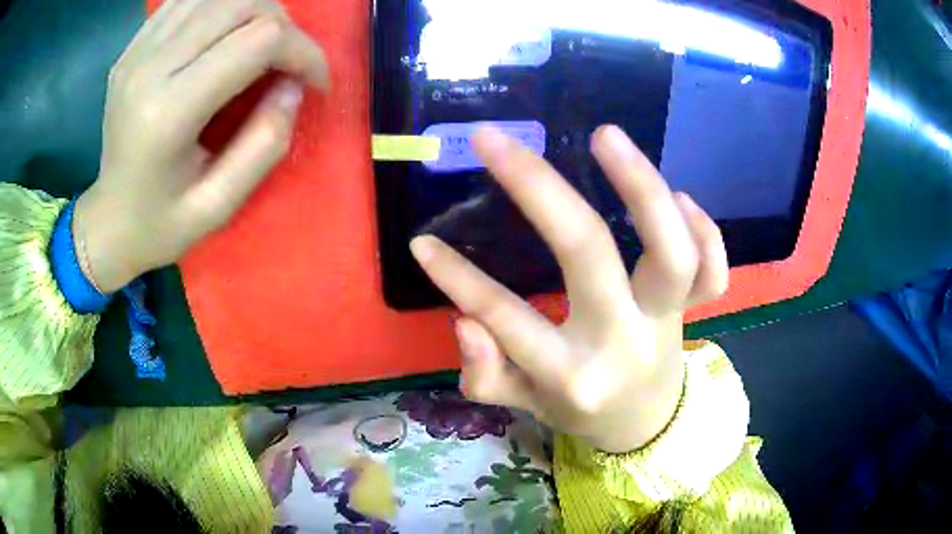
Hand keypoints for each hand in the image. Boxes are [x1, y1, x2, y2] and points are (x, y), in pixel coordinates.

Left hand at [74, 0, 328, 292]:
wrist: (108, 221)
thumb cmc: (160, 224)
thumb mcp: (219, 205)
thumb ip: (265, 144)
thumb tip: (295, 85)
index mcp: (167, 113)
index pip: (258, 41)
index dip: (303, 52)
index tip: (314, 82)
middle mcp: (149, 67)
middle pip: (242, 4)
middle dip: (283, 27)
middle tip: (288, 62)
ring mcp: (137, 51)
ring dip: (255, 11)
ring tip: (261, 45)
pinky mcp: (134, 45)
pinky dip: (221, 7)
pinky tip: (225, 33)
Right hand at [411, 126, 728, 452]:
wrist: (644, 422)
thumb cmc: (579, 409)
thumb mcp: (525, 405)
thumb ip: (488, 374)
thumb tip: (464, 322)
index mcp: (573, 374)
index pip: (508, 319)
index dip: (459, 278)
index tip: (423, 241)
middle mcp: (622, 340)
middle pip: (588, 253)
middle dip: (536, 187)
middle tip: (494, 140)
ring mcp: (666, 321)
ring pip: (670, 253)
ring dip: (642, 186)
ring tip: (604, 135)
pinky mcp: (693, 311)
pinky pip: (713, 273)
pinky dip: (707, 231)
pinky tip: (680, 196)